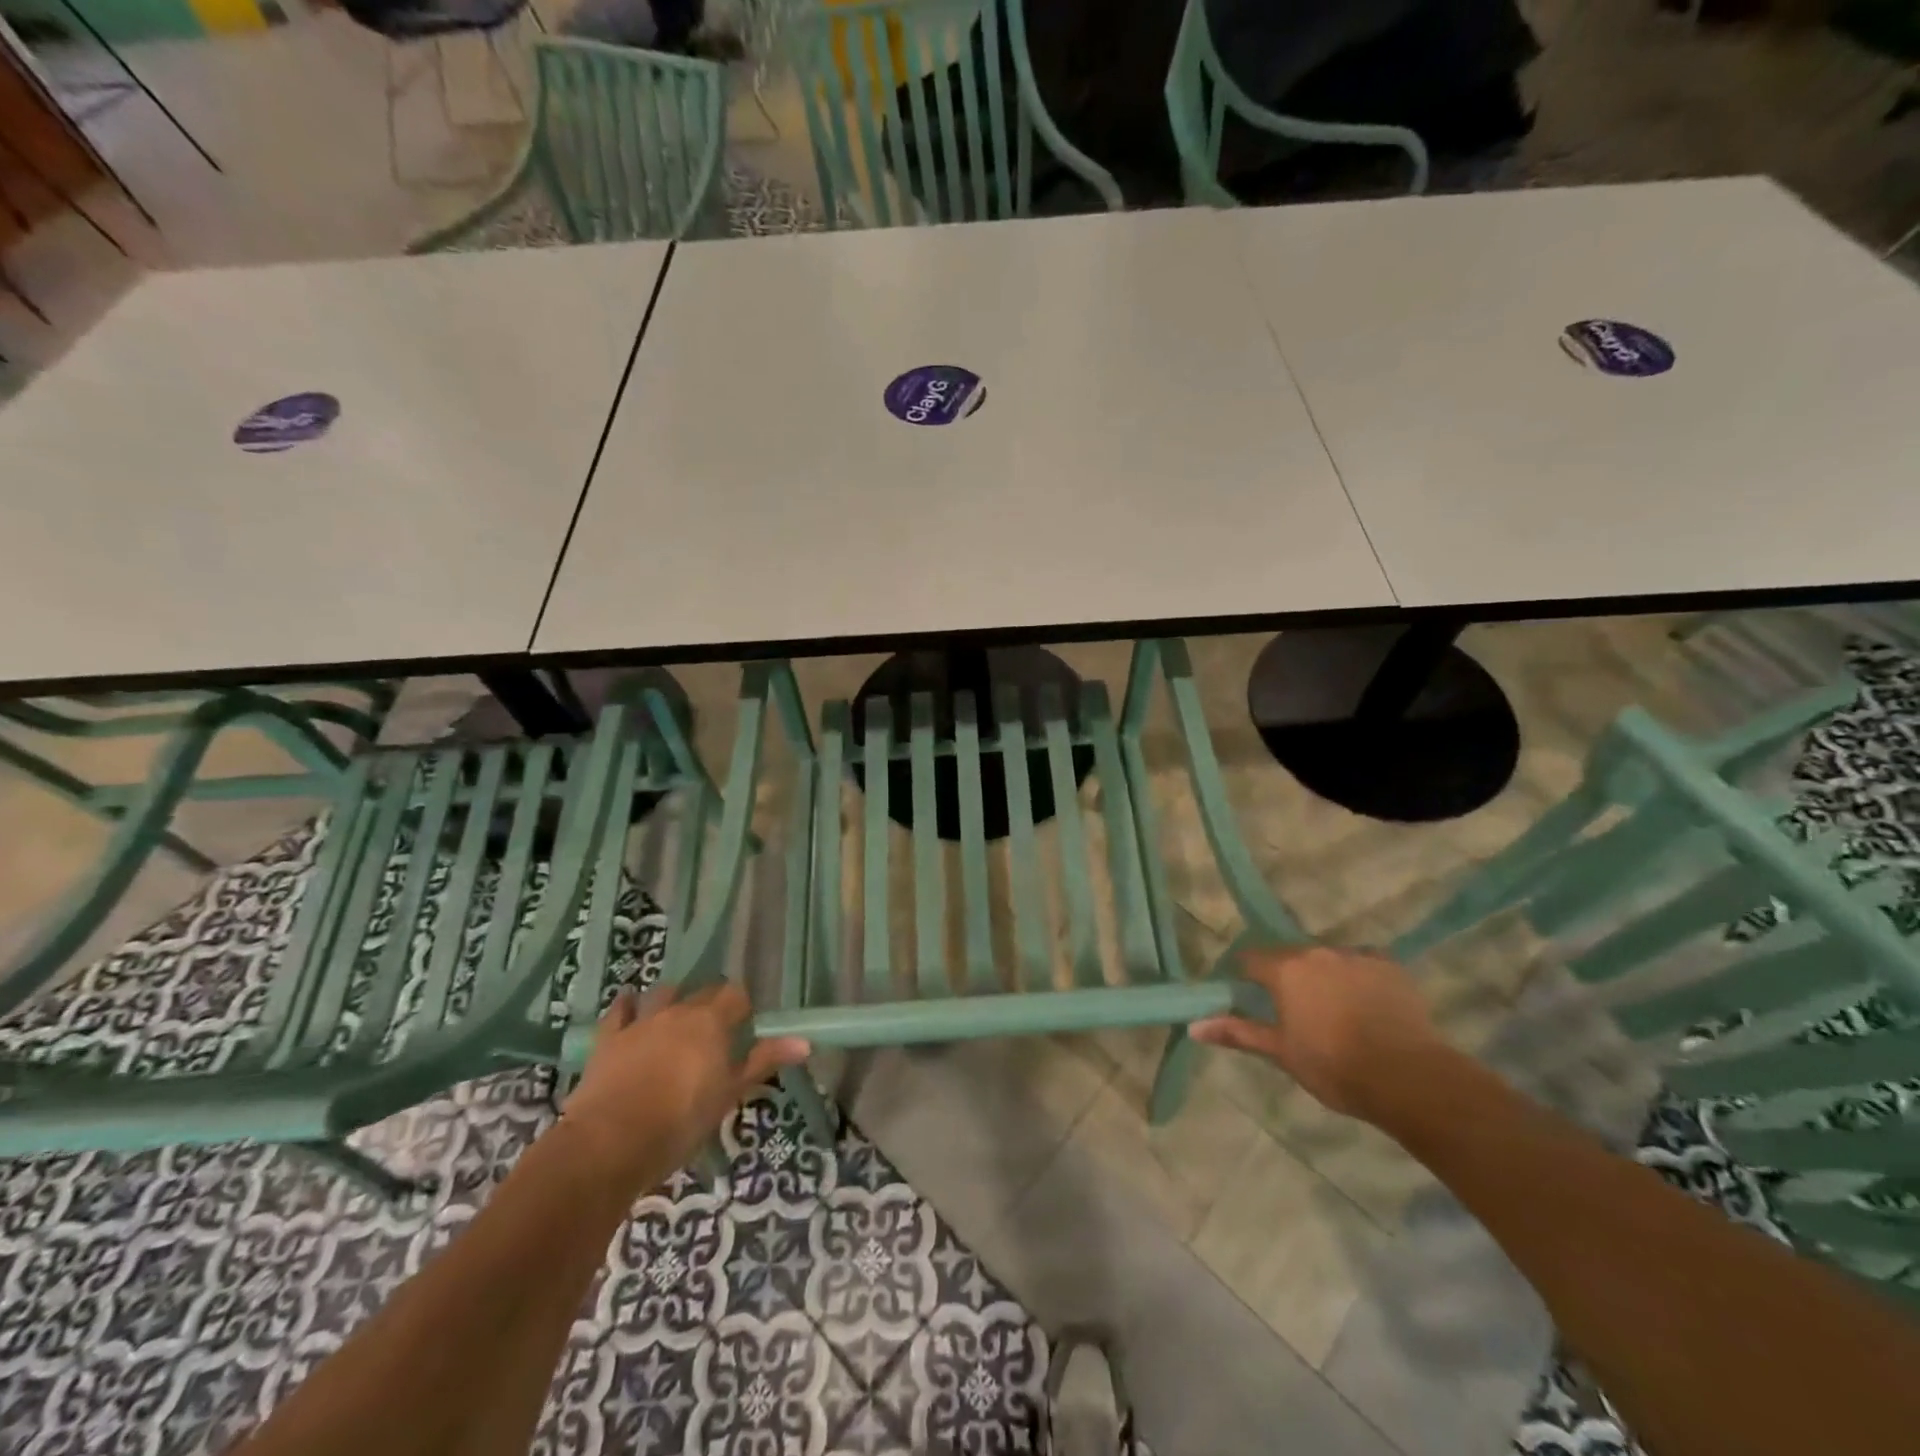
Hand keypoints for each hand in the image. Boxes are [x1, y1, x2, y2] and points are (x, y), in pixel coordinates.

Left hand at [562, 984, 809, 1193]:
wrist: (611, 1142)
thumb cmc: (681, 1120)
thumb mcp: (729, 1094)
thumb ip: (763, 1061)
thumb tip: (805, 1042)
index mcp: (712, 1021)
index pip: (736, 995)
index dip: (741, 1009)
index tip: (743, 1029)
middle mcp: (679, 1011)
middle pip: (702, 991)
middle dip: (711, 1004)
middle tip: (714, 1032)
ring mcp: (642, 1021)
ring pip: (663, 993)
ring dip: (673, 1000)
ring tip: (676, 1018)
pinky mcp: (609, 1038)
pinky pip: (621, 1009)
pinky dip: (629, 1007)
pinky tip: (632, 1010)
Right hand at [1189, 945, 1441, 1121]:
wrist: (1408, 1077)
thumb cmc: (1334, 1066)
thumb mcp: (1281, 1053)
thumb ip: (1238, 1032)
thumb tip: (1193, 1026)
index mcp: (1285, 970)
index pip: (1251, 959)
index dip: (1245, 975)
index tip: (1247, 994)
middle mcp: (1316, 952)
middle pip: (1290, 956)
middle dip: (1287, 976)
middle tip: (1293, 1009)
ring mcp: (1355, 956)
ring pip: (1327, 959)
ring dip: (1323, 976)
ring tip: (1334, 1009)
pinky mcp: (1389, 966)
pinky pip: (1363, 963)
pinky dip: (1358, 977)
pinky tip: (1366, 1002)